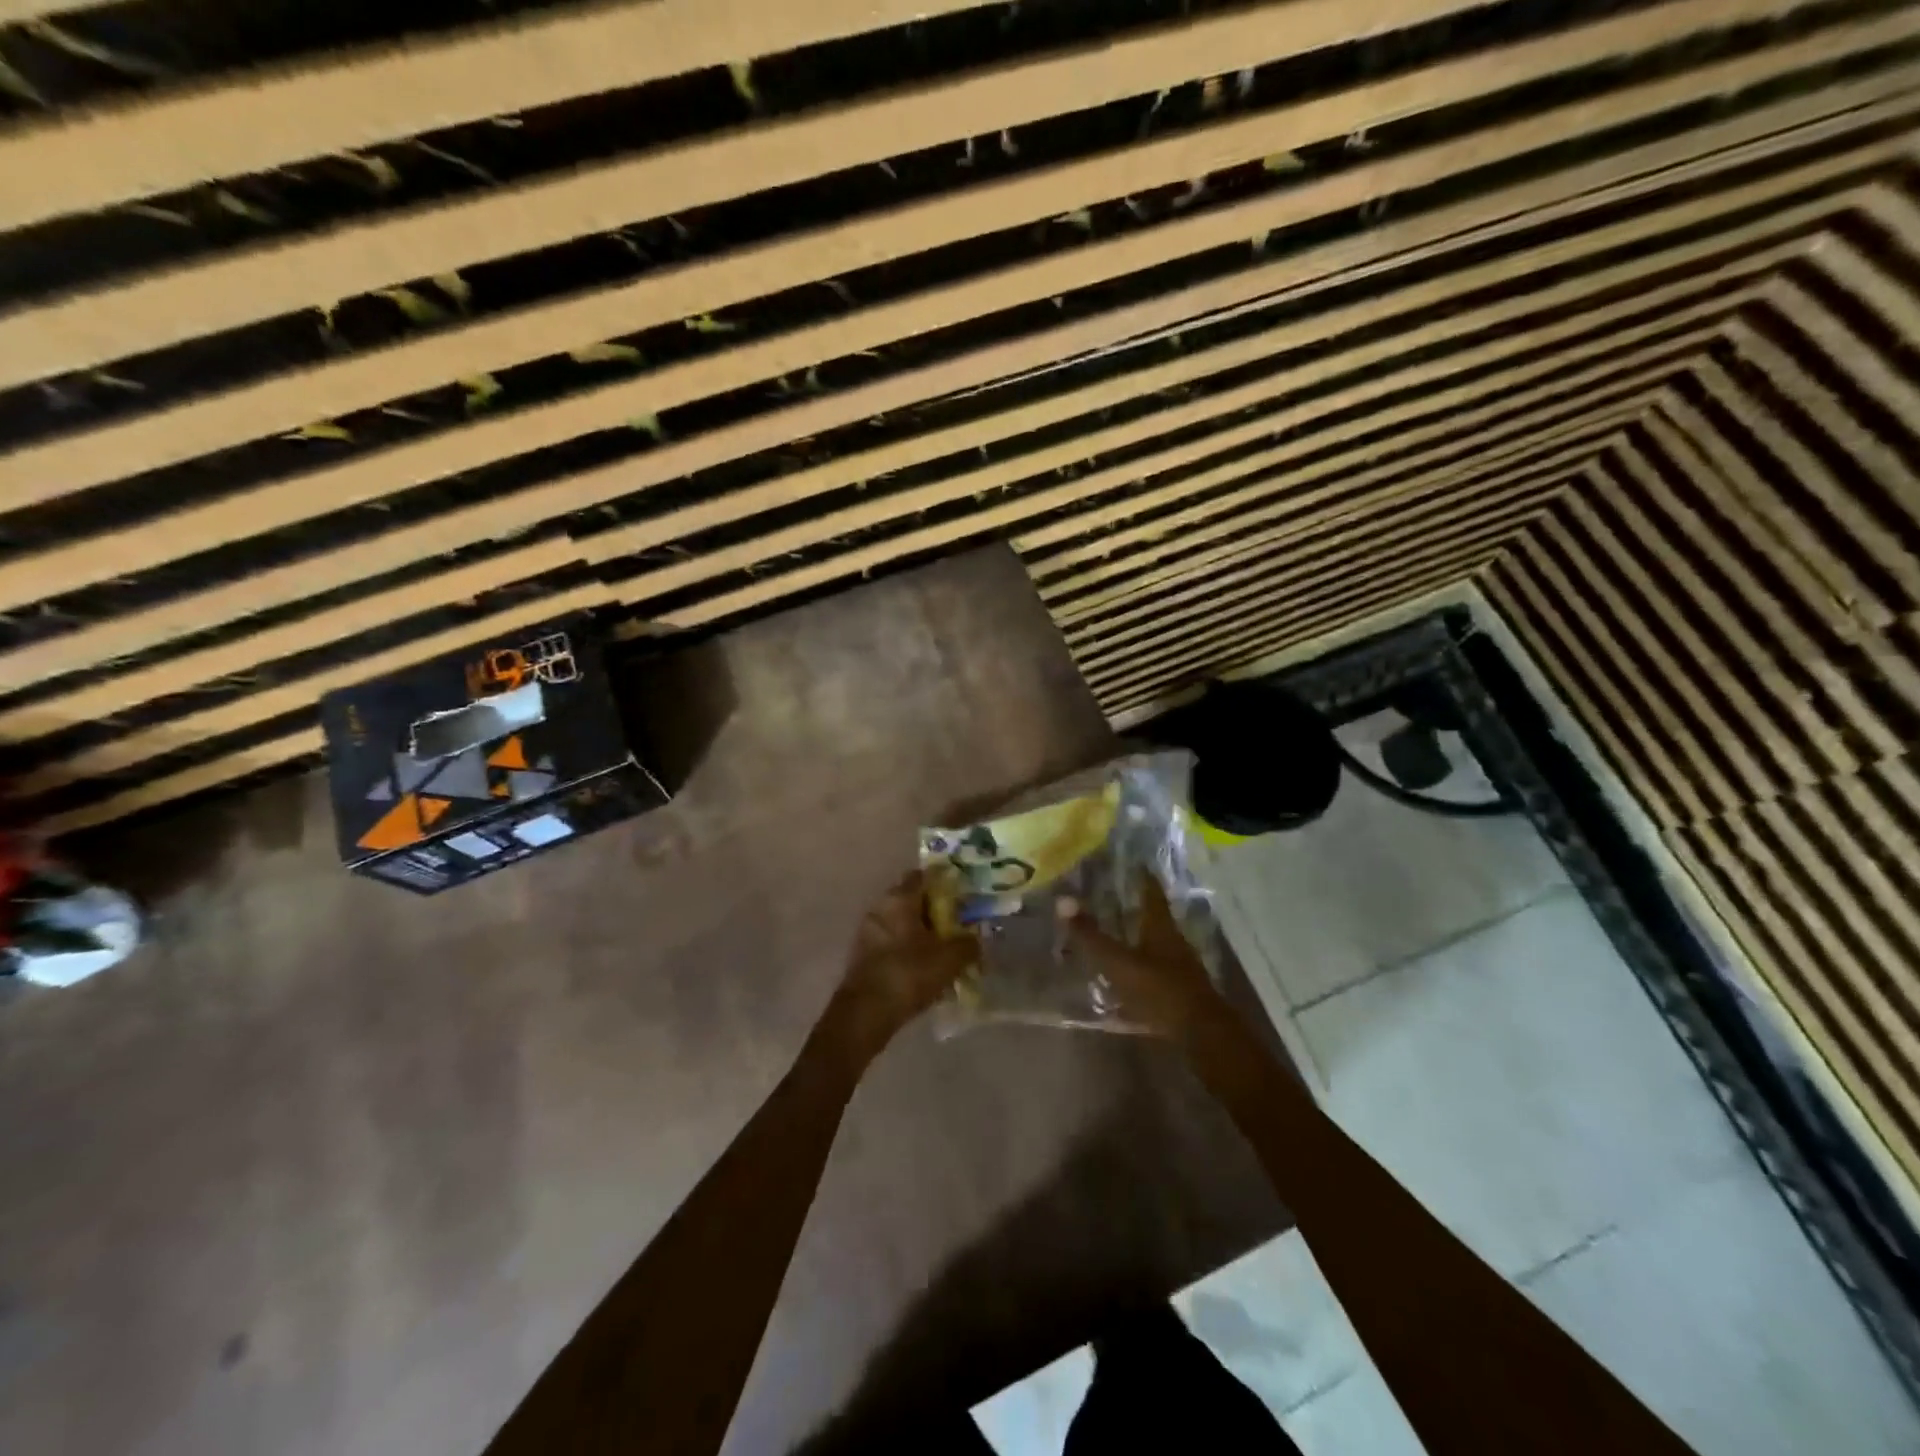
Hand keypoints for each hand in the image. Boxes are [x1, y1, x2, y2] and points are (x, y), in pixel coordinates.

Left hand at [828, 870, 976, 1055]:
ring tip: (944, 952)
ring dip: (921, 935)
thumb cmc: (909, 974)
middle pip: (912, 902)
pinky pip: (892, 946)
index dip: (944, 883)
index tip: (962, 895)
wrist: (865, 1014)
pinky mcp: (863, 957)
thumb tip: (975, 939)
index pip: (923, 877)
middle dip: (935, 912)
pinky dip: (908, 952)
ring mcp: (868, 932)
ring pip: (902, 925)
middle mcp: (880, 908)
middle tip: (958, 927)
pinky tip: (925, 970)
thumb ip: (968, 944)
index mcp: (899, 898)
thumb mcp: (950, 959)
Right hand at [1064, 878, 1234, 1044]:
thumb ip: (1091, 935)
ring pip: (1155, 942)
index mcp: (1161, 927)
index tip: (1133, 863)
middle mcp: (1173, 941)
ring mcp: (1179, 967)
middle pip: (1154, 917)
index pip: (1151, 892)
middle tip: (1112, 896)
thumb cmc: (1160, 990)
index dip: (1142, 877)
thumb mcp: (1119, 963)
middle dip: (1135, 906)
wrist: (1201, 1035)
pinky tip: (1125, 973)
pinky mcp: (1179, 991)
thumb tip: (1062, 900)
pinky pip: (1155, 968)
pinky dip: (1140, 964)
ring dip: (1137, 936)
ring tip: (1114, 932)